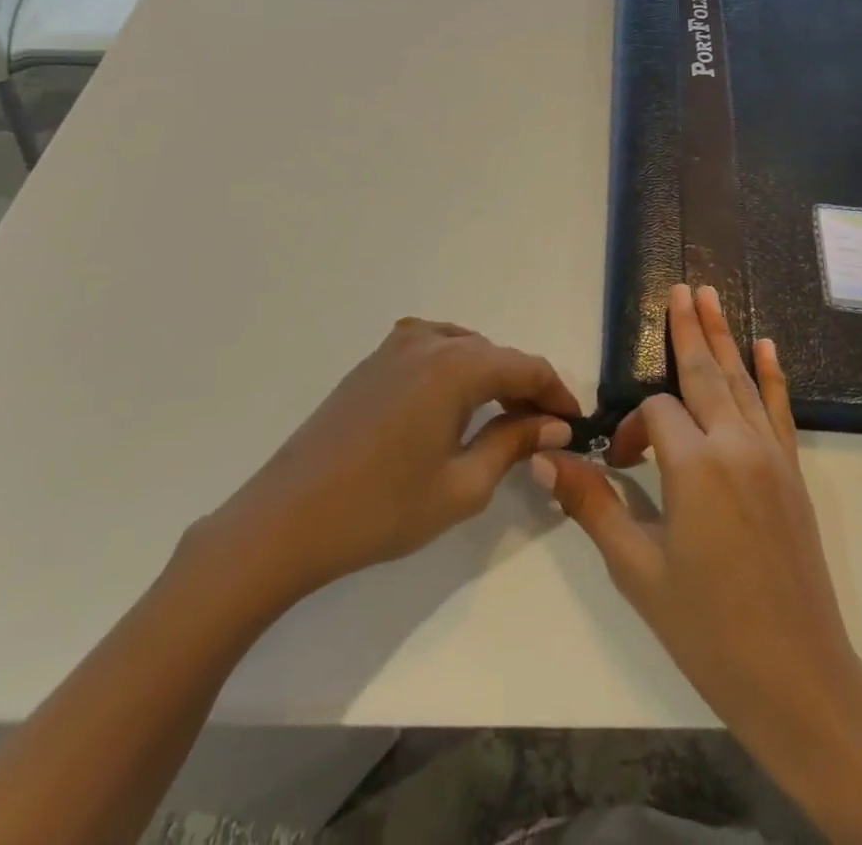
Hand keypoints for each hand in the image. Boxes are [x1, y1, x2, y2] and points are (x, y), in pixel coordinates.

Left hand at [193, 318, 580, 606]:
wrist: (285, 519)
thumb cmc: (381, 509)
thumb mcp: (462, 485)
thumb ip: (513, 444)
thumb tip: (554, 425)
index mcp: (456, 365)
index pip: (526, 367)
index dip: (557, 394)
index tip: (575, 424)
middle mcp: (429, 341)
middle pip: (496, 355)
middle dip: (524, 388)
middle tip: (541, 431)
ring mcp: (394, 347)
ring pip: (464, 349)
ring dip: (490, 378)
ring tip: (501, 421)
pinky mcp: (371, 363)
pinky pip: (431, 352)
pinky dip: (456, 372)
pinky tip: (453, 407)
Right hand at [534, 285, 861, 774]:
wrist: (798, 677)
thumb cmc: (708, 628)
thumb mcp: (637, 570)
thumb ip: (592, 504)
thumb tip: (542, 458)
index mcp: (695, 466)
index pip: (654, 415)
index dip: (630, 432)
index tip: (621, 467)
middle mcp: (736, 445)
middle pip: (703, 373)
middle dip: (688, 328)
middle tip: (681, 286)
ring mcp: (770, 455)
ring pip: (741, 381)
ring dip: (723, 336)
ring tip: (710, 296)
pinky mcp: (792, 471)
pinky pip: (780, 409)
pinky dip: (772, 375)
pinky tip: (767, 346)